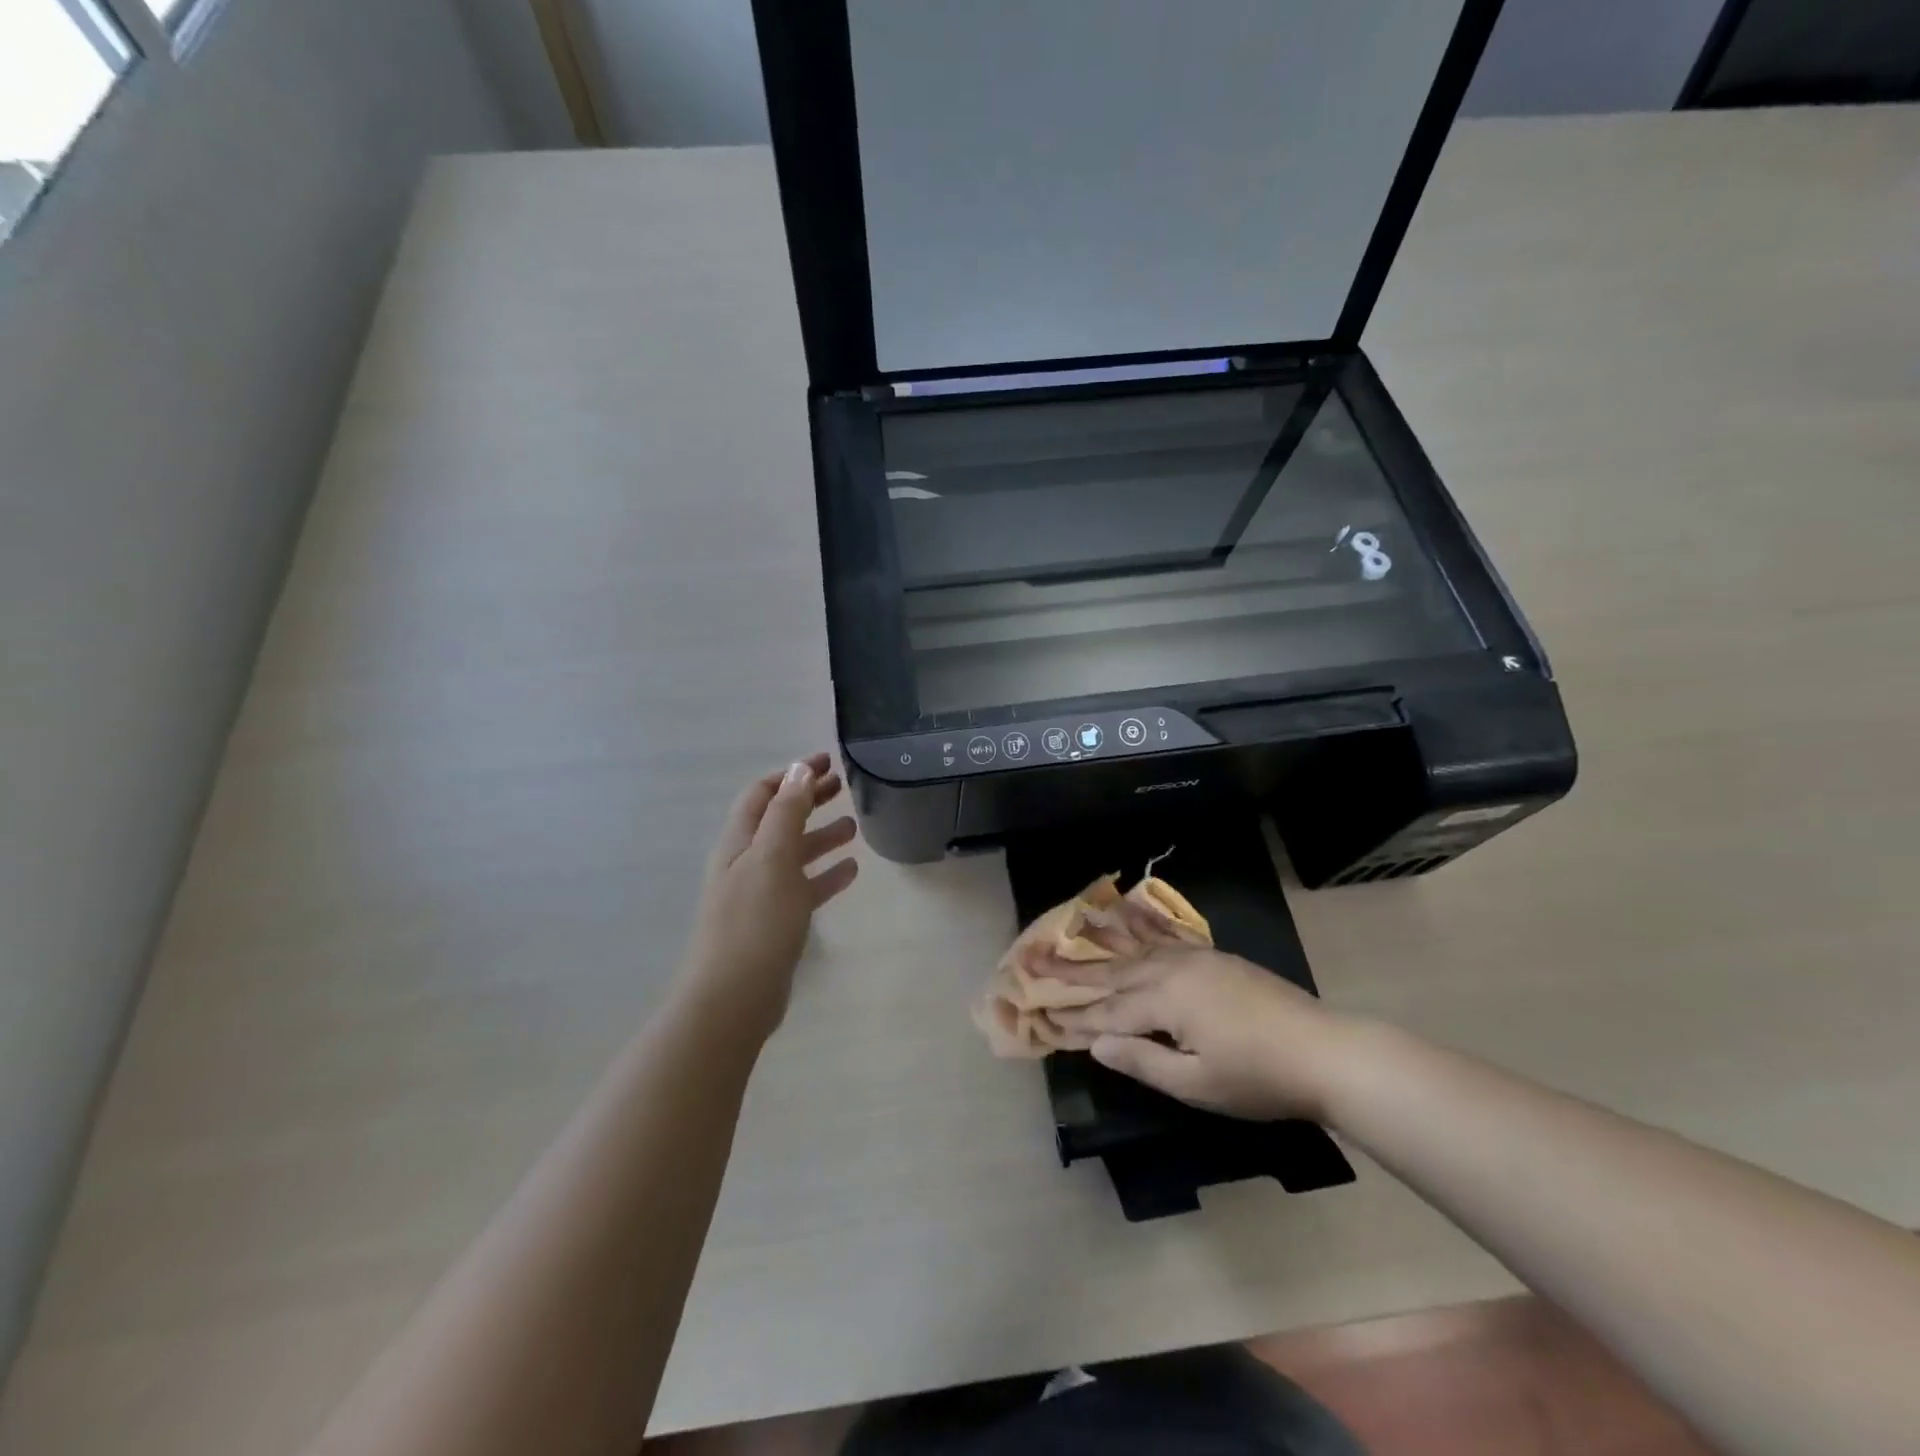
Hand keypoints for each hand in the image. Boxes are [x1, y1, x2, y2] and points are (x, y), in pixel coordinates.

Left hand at [680, 754, 858, 1043]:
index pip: (763, 793)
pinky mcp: (775, 922)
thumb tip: (798, 769)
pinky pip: (804, 887)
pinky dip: (825, 874)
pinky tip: (851, 870)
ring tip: (855, 826)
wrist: (733, 998)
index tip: (827, 761)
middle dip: (808, 799)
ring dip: (820, 835)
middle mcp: (746, 862)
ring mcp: (760, 893)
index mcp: (740, 841)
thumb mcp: (772, 858)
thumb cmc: (754, 921)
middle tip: (844, 786)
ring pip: (794, 853)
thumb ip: (786, 812)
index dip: (792, 774)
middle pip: (779, 819)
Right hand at [1053, 948, 1357, 1121]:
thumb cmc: (1258, 1077)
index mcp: (1166, 999)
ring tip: (1071, 933)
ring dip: (1102, 948)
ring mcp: (1197, 958)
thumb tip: (1096, 1044)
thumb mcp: (1197, 1084)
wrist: (1326, 1051)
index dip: (1076, 1017)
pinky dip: (1139, 934)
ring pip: (1137, 951)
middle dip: (1074, 971)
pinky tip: (1129, 925)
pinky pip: (1165, 940)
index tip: (1042, 1014)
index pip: (1109, 1011)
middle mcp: (1174, 968)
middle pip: (1115, 971)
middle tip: (1034, 960)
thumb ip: (1143, 1062)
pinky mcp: (1215, 957)